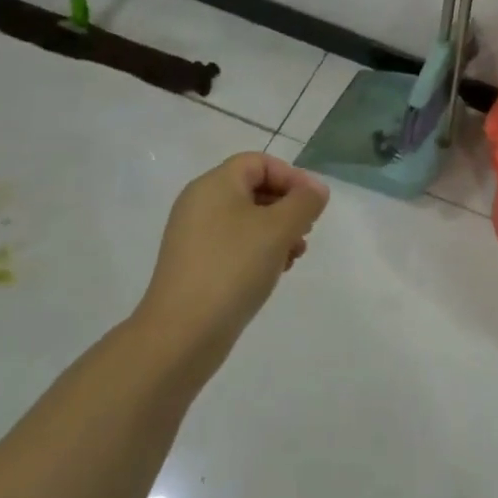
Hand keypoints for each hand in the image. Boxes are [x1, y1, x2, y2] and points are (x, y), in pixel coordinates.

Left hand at [136, 152, 329, 373]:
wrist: (181, 335)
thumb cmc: (233, 268)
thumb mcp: (279, 228)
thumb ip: (304, 201)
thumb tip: (316, 189)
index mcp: (214, 185)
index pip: (260, 162)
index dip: (292, 176)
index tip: (312, 205)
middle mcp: (200, 204)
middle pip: (254, 189)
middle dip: (287, 207)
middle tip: (306, 232)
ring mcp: (194, 236)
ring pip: (247, 219)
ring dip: (277, 232)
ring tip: (294, 256)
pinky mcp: (194, 265)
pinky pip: (234, 244)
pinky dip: (258, 251)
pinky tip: (273, 273)